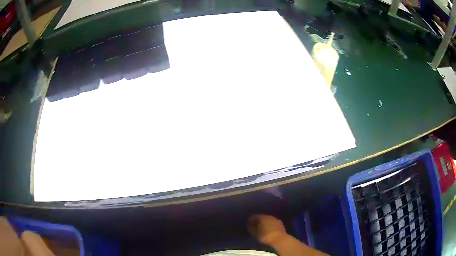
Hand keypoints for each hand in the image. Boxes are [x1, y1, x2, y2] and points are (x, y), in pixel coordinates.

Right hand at [247, 214, 287, 246]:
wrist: (279, 239)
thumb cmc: (266, 236)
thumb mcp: (256, 233)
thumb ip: (252, 228)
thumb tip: (249, 225)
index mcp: (263, 217)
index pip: (255, 216)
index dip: (251, 219)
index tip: (248, 223)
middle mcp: (269, 216)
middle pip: (262, 217)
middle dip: (258, 221)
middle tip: (254, 225)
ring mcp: (276, 219)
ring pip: (268, 220)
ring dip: (265, 223)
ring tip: (261, 227)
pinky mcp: (281, 224)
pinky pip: (273, 223)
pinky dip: (270, 225)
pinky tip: (268, 229)